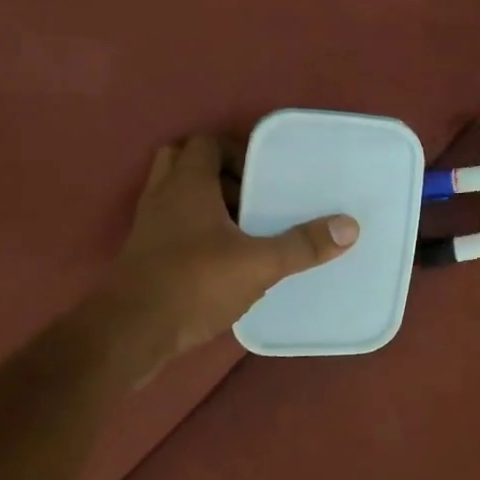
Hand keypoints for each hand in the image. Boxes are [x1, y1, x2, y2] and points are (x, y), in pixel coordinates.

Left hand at [100, 135, 358, 364]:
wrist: (128, 335)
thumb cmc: (193, 283)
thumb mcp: (258, 264)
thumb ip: (303, 245)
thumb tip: (350, 226)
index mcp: (187, 184)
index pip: (206, 143)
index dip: (236, 151)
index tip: (265, 175)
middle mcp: (163, 197)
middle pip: (184, 162)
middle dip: (219, 173)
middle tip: (252, 195)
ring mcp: (148, 227)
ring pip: (176, 196)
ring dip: (207, 202)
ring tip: (243, 227)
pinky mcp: (143, 257)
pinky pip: (171, 226)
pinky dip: (195, 230)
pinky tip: (223, 257)